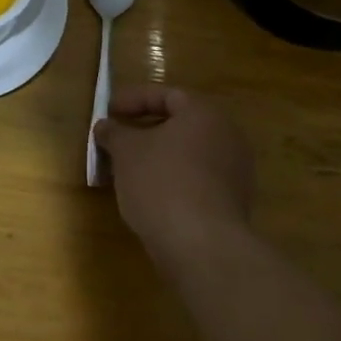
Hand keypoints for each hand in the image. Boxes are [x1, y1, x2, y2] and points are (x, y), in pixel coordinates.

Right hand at [94, 85, 254, 258]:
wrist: (202, 244)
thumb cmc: (161, 183)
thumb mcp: (126, 152)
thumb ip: (114, 132)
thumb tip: (106, 125)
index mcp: (204, 114)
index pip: (166, 95)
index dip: (133, 100)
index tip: (108, 111)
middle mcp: (227, 136)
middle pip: (180, 124)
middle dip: (145, 130)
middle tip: (117, 140)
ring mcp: (235, 170)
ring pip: (188, 153)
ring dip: (158, 157)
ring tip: (128, 170)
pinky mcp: (233, 201)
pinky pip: (197, 178)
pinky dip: (173, 178)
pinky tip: (150, 195)